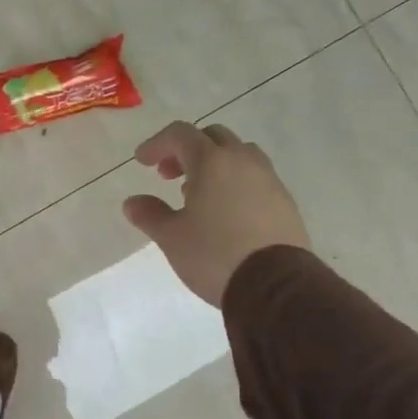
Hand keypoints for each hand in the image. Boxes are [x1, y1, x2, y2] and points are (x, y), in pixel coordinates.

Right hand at [122, 122, 308, 305]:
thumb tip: (132, 202)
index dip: (157, 143)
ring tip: (199, 194)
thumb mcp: (171, 237)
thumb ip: (150, 214)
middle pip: (212, 137)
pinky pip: (256, 178)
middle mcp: (243, 161)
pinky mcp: (285, 202)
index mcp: (212, 162)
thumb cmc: (214, 255)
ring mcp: (269, 180)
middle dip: (186, 150)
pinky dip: (235, 182)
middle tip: (169, 176)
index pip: (180, 134)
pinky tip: (225, 213)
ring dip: (214, 164)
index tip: (142, 162)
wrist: (275, 285)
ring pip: (239, 155)